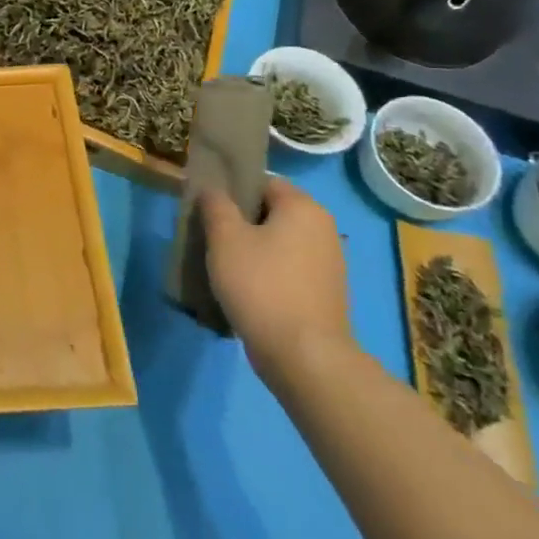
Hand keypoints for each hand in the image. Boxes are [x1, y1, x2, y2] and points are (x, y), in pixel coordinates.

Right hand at [200, 178, 349, 382]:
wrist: (304, 356)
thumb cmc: (261, 284)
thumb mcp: (225, 237)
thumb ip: (215, 204)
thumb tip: (212, 189)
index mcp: (304, 207)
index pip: (262, 182)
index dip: (232, 191)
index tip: (208, 210)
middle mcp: (324, 229)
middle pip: (271, 213)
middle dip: (240, 222)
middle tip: (210, 238)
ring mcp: (329, 264)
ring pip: (279, 244)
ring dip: (252, 250)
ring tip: (223, 267)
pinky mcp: (326, 295)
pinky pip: (289, 271)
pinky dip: (268, 275)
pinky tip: (245, 291)